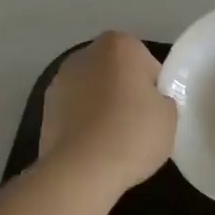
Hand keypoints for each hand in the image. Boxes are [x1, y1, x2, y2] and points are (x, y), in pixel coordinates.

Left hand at [39, 32, 176, 202]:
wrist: (81, 171)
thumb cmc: (132, 133)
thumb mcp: (170, 116)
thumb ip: (163, 100)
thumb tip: (150, 104)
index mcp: (120, 44)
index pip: (147, 65)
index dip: (155, 90)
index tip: (155, 114)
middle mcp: (86, 53)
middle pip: (116, 73)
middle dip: (124, 93)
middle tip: (137, 126)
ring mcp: (60, 80)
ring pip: (92, 92)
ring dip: (101, 107)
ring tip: (113, 142)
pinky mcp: (44, 109)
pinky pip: (75, 112)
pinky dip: (83, 124)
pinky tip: (92, 149)